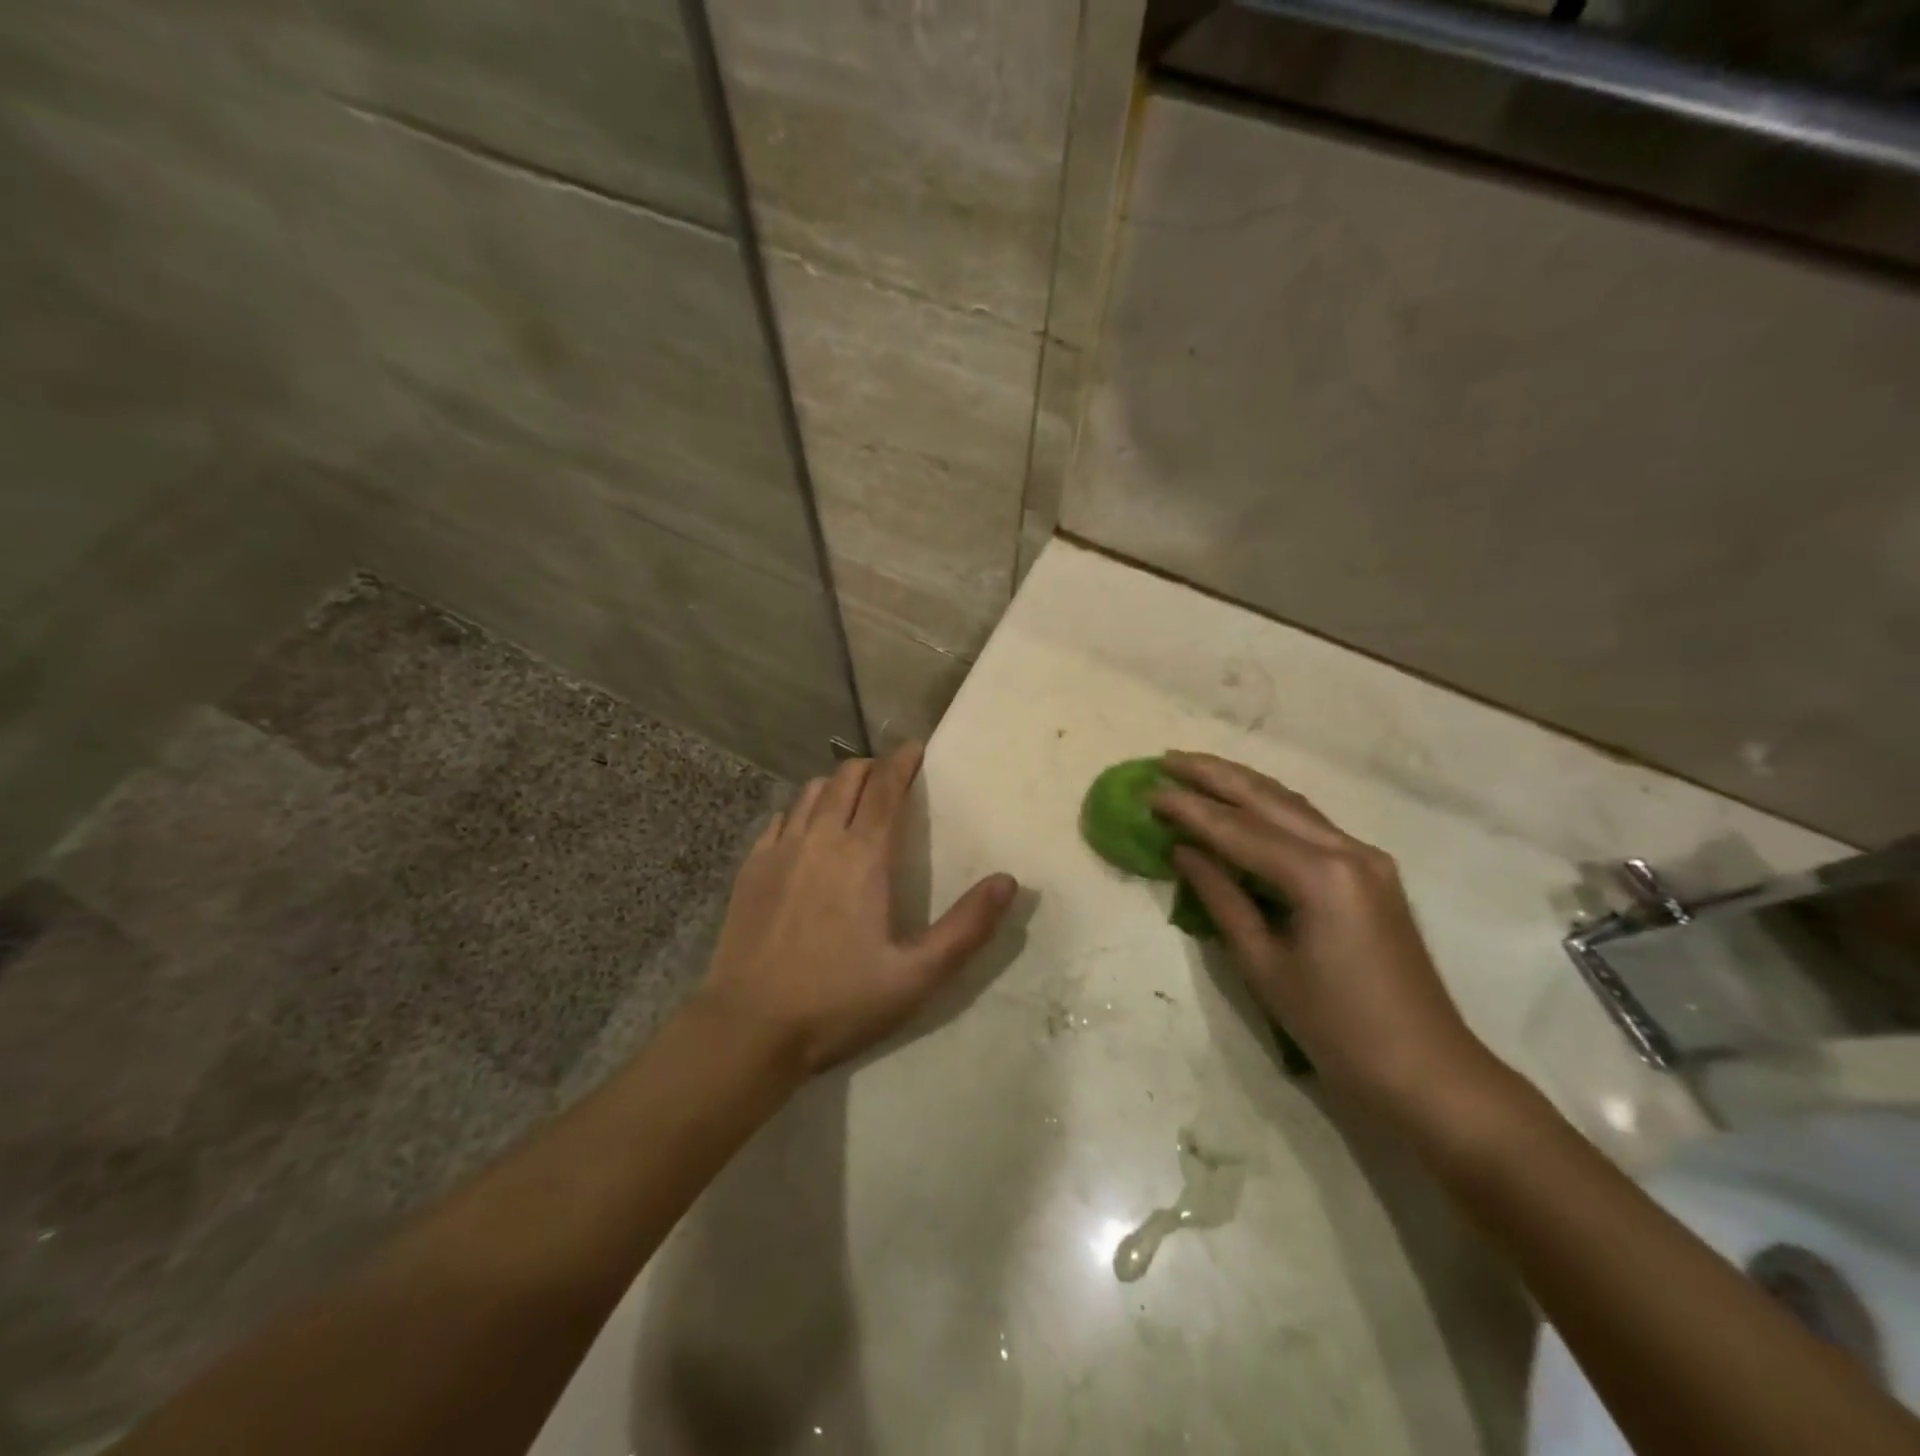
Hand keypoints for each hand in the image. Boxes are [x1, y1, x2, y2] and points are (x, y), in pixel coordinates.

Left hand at [697, 743, 1017, 1073]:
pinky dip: (801, 811)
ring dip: (836, 785)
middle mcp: (820, 838)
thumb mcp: (916, 976)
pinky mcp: (751, 868)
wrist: (748, 1028)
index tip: (916, 748)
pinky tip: (806, 831)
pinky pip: (780, 819)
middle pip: (847, 777)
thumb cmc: (839, 1001)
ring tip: (852, 799)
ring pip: (811, 792)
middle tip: (891, 776)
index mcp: (863, 855)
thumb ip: (967, 927)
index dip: (903, 760)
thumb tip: (1008, 881)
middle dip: (872, 767)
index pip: (887, 787)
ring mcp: (779, 850)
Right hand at [1151, 752, 1502, 1123]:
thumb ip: (1222, 898)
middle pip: (1269, 799)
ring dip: (1242, 784)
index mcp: (1320, 876)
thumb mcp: (1264, 965)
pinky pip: (1310, 826)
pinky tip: (1245, 803)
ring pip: (1292, 805)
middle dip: (1215, 776)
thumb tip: (1184, 851)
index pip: (1239, 829)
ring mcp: (1366, 858)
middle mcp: (1347, 851)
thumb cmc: (1336, 1028)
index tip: (1148, 791)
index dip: (1189, 809)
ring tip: (1197, 770)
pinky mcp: (1372, 872)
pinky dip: (1270, 809)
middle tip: (1167, 759)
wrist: (1426, 1071)